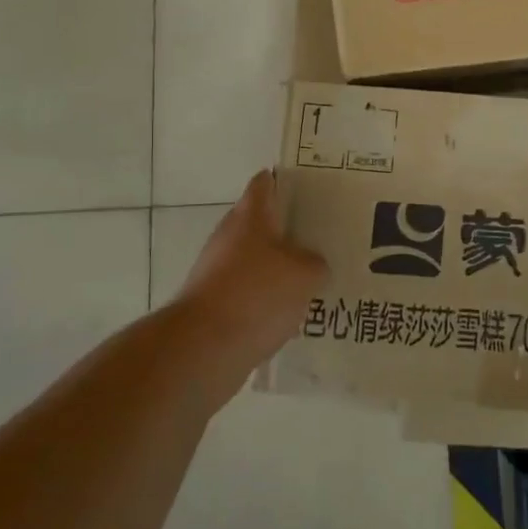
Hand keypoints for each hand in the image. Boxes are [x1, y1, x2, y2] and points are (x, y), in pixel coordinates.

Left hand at [176, 170, 326, 392]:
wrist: (202, 348)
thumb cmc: (257, 294)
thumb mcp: (306, 274)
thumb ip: (316, 263)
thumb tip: (312, 265)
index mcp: (250, 216)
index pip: (266, 182)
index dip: (288, 180)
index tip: (313, 187)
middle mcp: (229, 236)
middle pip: (262, 222)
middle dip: (291, 228)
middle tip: (325, 236)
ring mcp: (217, 270)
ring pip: (257, 259)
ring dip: (280, 267)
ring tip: (315, 277)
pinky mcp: (214, 303)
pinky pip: (249, 291)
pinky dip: (267, 297)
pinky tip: (293, 311)